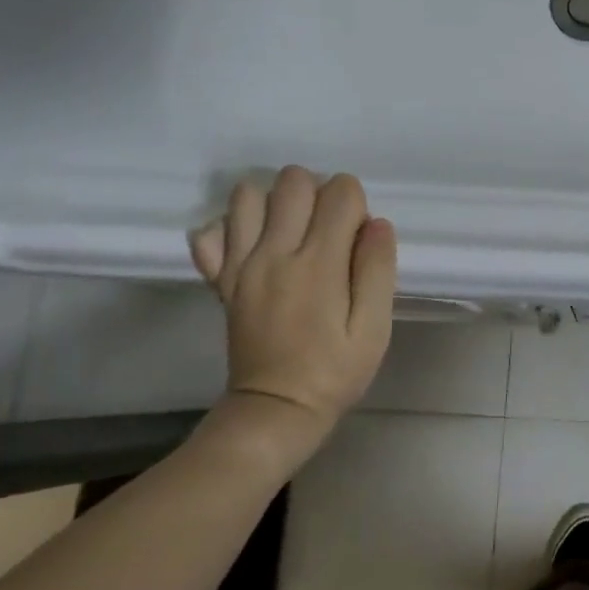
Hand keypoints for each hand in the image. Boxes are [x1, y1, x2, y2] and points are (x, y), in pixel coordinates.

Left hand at [189, 169, 396, 439]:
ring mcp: (240, 264)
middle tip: (330, 231)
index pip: (341, 192)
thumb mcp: (375, 328)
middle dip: (319, 192)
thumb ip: (378, 270)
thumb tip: (376, 224)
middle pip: (293, 180)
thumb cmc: (335, 370)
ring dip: (276, 202)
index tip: (360, 239)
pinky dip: (231, 228)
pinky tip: (254, 247)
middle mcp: (274, 252)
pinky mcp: (220, 279)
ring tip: (294, 232)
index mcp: (319, 263)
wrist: (275, 408)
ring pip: (248, 195)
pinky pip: (210, 232)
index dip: (358, 205)